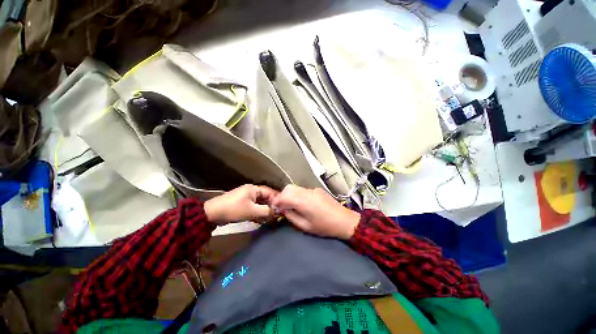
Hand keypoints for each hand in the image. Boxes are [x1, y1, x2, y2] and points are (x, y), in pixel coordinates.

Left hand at [204, 184, 277, 224]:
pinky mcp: (242, 205)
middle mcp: (251, 192)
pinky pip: (253, 208)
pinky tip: (261, 220)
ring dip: (264, 211)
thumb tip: (278, 211)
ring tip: (270, 219)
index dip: (277, 199)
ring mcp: (246, 198)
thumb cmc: (234, 209)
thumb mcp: (252, 211)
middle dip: (271, 207)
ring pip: (260, 204)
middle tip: (277, 215)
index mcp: (254, 189)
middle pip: (265, 198)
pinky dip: (257, 213)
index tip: (283, 208)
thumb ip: (266, 211)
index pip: (270, 192)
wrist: (212, 214)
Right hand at [271, 185, 359, 239]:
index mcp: (303, 201)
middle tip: (283, 206)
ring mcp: (313, 189)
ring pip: (295, 187)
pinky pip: (303, 189)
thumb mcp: (305, 226)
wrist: (343, 220)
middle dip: (282, 196)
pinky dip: (298, 194)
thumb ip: (291, 216)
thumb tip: (283, 209)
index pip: (284, 195)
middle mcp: (307, 192)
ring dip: (290, 194)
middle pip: (289, 188)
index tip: (275, 207)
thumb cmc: (324, 226)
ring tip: (292, 205)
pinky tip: (302, 203)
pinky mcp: (317, 189)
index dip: (277, 201)